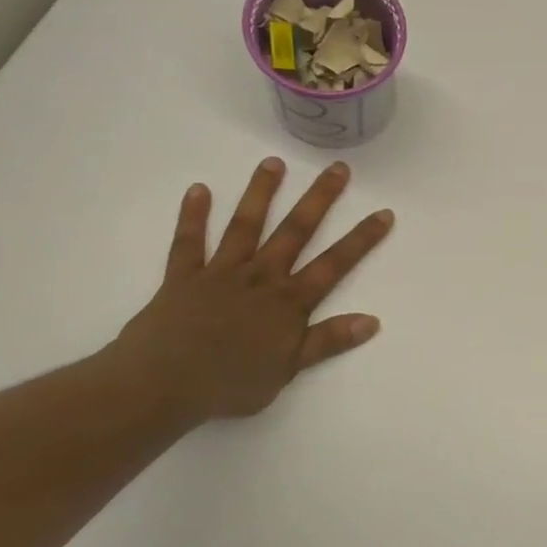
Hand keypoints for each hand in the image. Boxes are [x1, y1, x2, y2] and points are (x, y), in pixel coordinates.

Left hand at [111, 158, 393, 422]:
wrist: (162, 384)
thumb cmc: (230, 383)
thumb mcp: (288, 369)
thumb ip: (328, 341)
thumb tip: (372, 321)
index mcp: (288, 301)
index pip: (335, 264)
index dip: (361, 239)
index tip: (384, 213)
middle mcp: (260, 276)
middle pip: (295, 231)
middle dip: (319, 199)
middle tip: (337, 169)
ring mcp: (220, 272)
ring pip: (245, 225)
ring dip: (260, 193)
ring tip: (274, 162)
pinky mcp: (183, 276)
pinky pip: (188, 241)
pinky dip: (193, 215)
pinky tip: (199, 190)